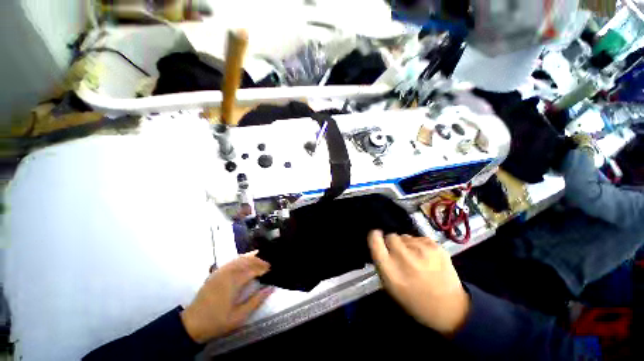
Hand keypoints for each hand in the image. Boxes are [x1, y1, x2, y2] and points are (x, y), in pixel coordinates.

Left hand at [181, 252, 272, 343]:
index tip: (272, 269)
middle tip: (268, 263)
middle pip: (247, 261)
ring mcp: (220, 271)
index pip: (253, 269)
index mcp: (234, 281)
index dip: (264, 268)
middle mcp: (228, 272)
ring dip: (251, 257)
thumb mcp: (239, 316)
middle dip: (259, 260)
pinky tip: (245, 259)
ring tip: (261, 258)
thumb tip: (271, 288)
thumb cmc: (217, 321)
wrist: (192, 324)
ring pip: (239, 258)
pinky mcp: (216, 273)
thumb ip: (256, 301)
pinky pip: (231, 261)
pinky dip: (241, 258)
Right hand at [368, 230, 469, 335]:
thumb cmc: (415, 301)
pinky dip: (419, 245)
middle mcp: (404, 258)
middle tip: (399, 254)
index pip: (375, 241)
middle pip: (391, 236)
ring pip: (405, 236)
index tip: (377, 236)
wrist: (451, 309)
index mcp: (390, 271)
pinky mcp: (436, 247)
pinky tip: (426, 258)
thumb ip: (382, 263)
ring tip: (415, 259)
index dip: (375, 236)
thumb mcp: (390, 287)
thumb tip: (379, 243)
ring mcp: (422, 251)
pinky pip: (419, 238)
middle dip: (392, 243)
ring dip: (406, 245)